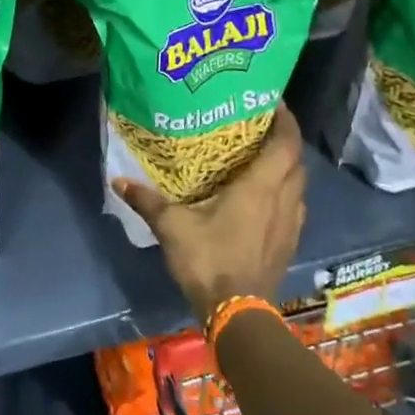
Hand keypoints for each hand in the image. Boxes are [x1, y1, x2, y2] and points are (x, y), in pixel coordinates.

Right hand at [113, 102, 305, 321]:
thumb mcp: (171, 227)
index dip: (286, 119)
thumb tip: (117, 180)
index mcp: (261, 188)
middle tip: (259, 125)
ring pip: (297, 184)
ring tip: (260, 156)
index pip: (286, 144)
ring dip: (286, 167)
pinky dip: (284, 191)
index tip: (272, 101)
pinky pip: (294, 205)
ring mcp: (291, 224)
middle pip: (296, 161)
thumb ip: (147, 200)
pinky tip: (263, 196)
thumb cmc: (209, 260)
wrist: (237, 313)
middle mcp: (284, 200)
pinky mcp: (289, 243)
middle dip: (284, 139)